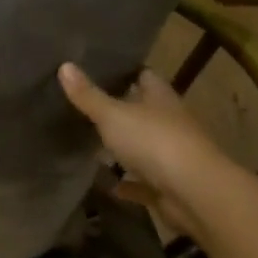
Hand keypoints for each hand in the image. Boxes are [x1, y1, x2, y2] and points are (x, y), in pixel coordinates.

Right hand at [58, 63, 228, 232]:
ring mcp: (171, 155)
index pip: (144, 76)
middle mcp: (169, 122)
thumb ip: (88, 95)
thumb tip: (64, 65)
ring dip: (123, 149)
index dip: (124, 72)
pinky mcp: (167, 186)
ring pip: (143, 147)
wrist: (193, 193)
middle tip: (85, 107)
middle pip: (143, 111)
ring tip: (90, 145)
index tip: (98, 70)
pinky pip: (143, 182)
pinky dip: (128, 184)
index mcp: (160, 98)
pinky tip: (109, 185)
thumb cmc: (154, 142)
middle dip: (119, 110)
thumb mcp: (113, 115)